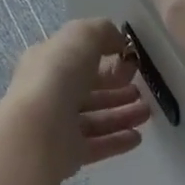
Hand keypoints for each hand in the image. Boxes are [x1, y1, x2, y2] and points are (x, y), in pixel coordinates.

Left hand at [1, 18, 151, 178]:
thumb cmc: (58, 74)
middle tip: (141, 90)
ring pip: (95, 118)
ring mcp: (57, 125)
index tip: (130, 61)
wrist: (37, 130)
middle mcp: (50, 92)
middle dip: (116, 88)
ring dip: (121, 114)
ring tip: (147, 112)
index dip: (105, 57)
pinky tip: (137, 137)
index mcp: (47, 62)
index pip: (77, 58)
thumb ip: (102, 31)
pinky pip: (96, 145)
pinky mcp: (67, 153)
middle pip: (88, 89)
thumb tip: (117, 41)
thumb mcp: (82, 35)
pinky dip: (117, 140)